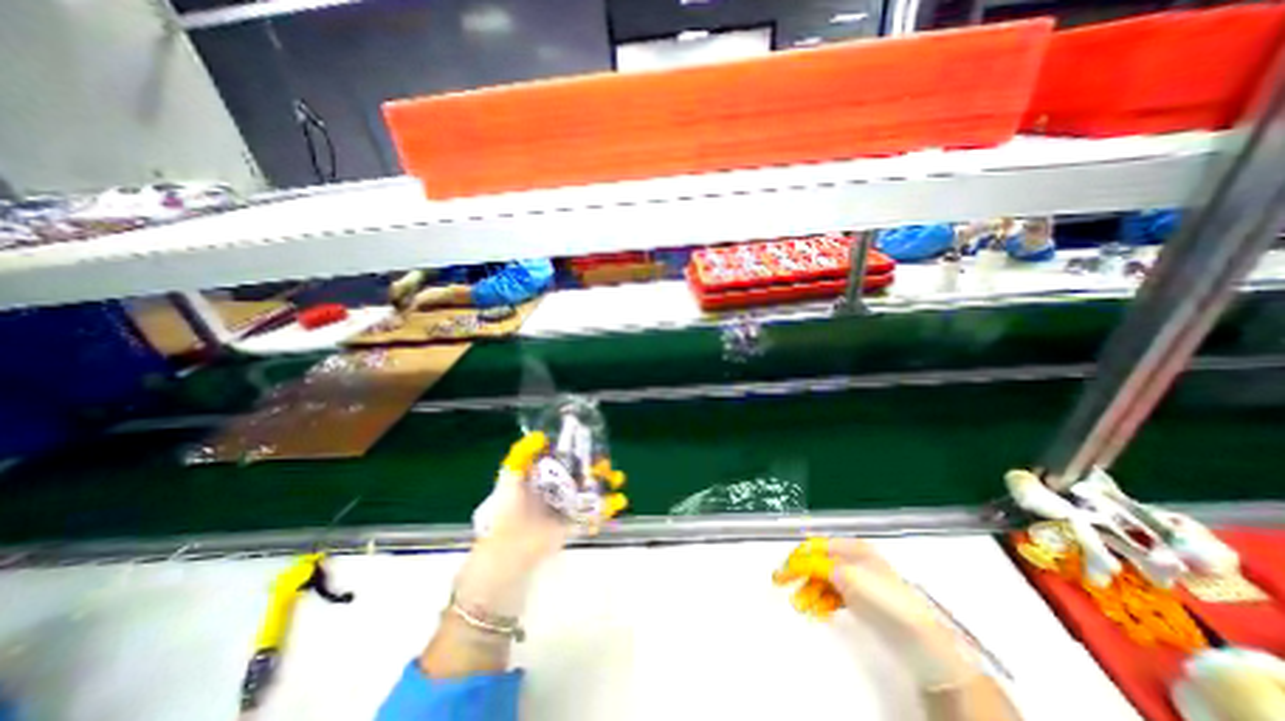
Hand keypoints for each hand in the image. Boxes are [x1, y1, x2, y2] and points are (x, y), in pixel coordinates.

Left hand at [457, 432, 628, 613]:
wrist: (509, 546)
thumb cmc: (509, 507)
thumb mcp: (511, 474)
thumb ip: (523, 452)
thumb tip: (541, 435)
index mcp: (546, 476)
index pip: (568, 460)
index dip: (581, 453)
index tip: (593, 448)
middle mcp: (559, 489)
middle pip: (584, 475)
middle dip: (599, 469)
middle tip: (608, 466)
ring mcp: (568, 507)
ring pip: (593, 493)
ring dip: (608, 485)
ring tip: (618, 480)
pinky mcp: (573, 524)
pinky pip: (594, 514)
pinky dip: (607, 509)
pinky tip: (618, 501)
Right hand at [773, 541, 974, 686]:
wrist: (924, 643)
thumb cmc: (887, 601)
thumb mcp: (849, 577)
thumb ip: (819, 567)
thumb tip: (797, 563)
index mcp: (853, 549)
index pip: (816, 547)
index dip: (797, 557)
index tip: (782, 571)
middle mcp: (854, 561)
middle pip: (818, 563)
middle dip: (801, 576)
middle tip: (783, 586)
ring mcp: (858, 581)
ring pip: (824, 581)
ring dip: (809, 591)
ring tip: (801, 606)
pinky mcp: (863, 602)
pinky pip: (835, 596)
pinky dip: (823, 602)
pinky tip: (817, 611)